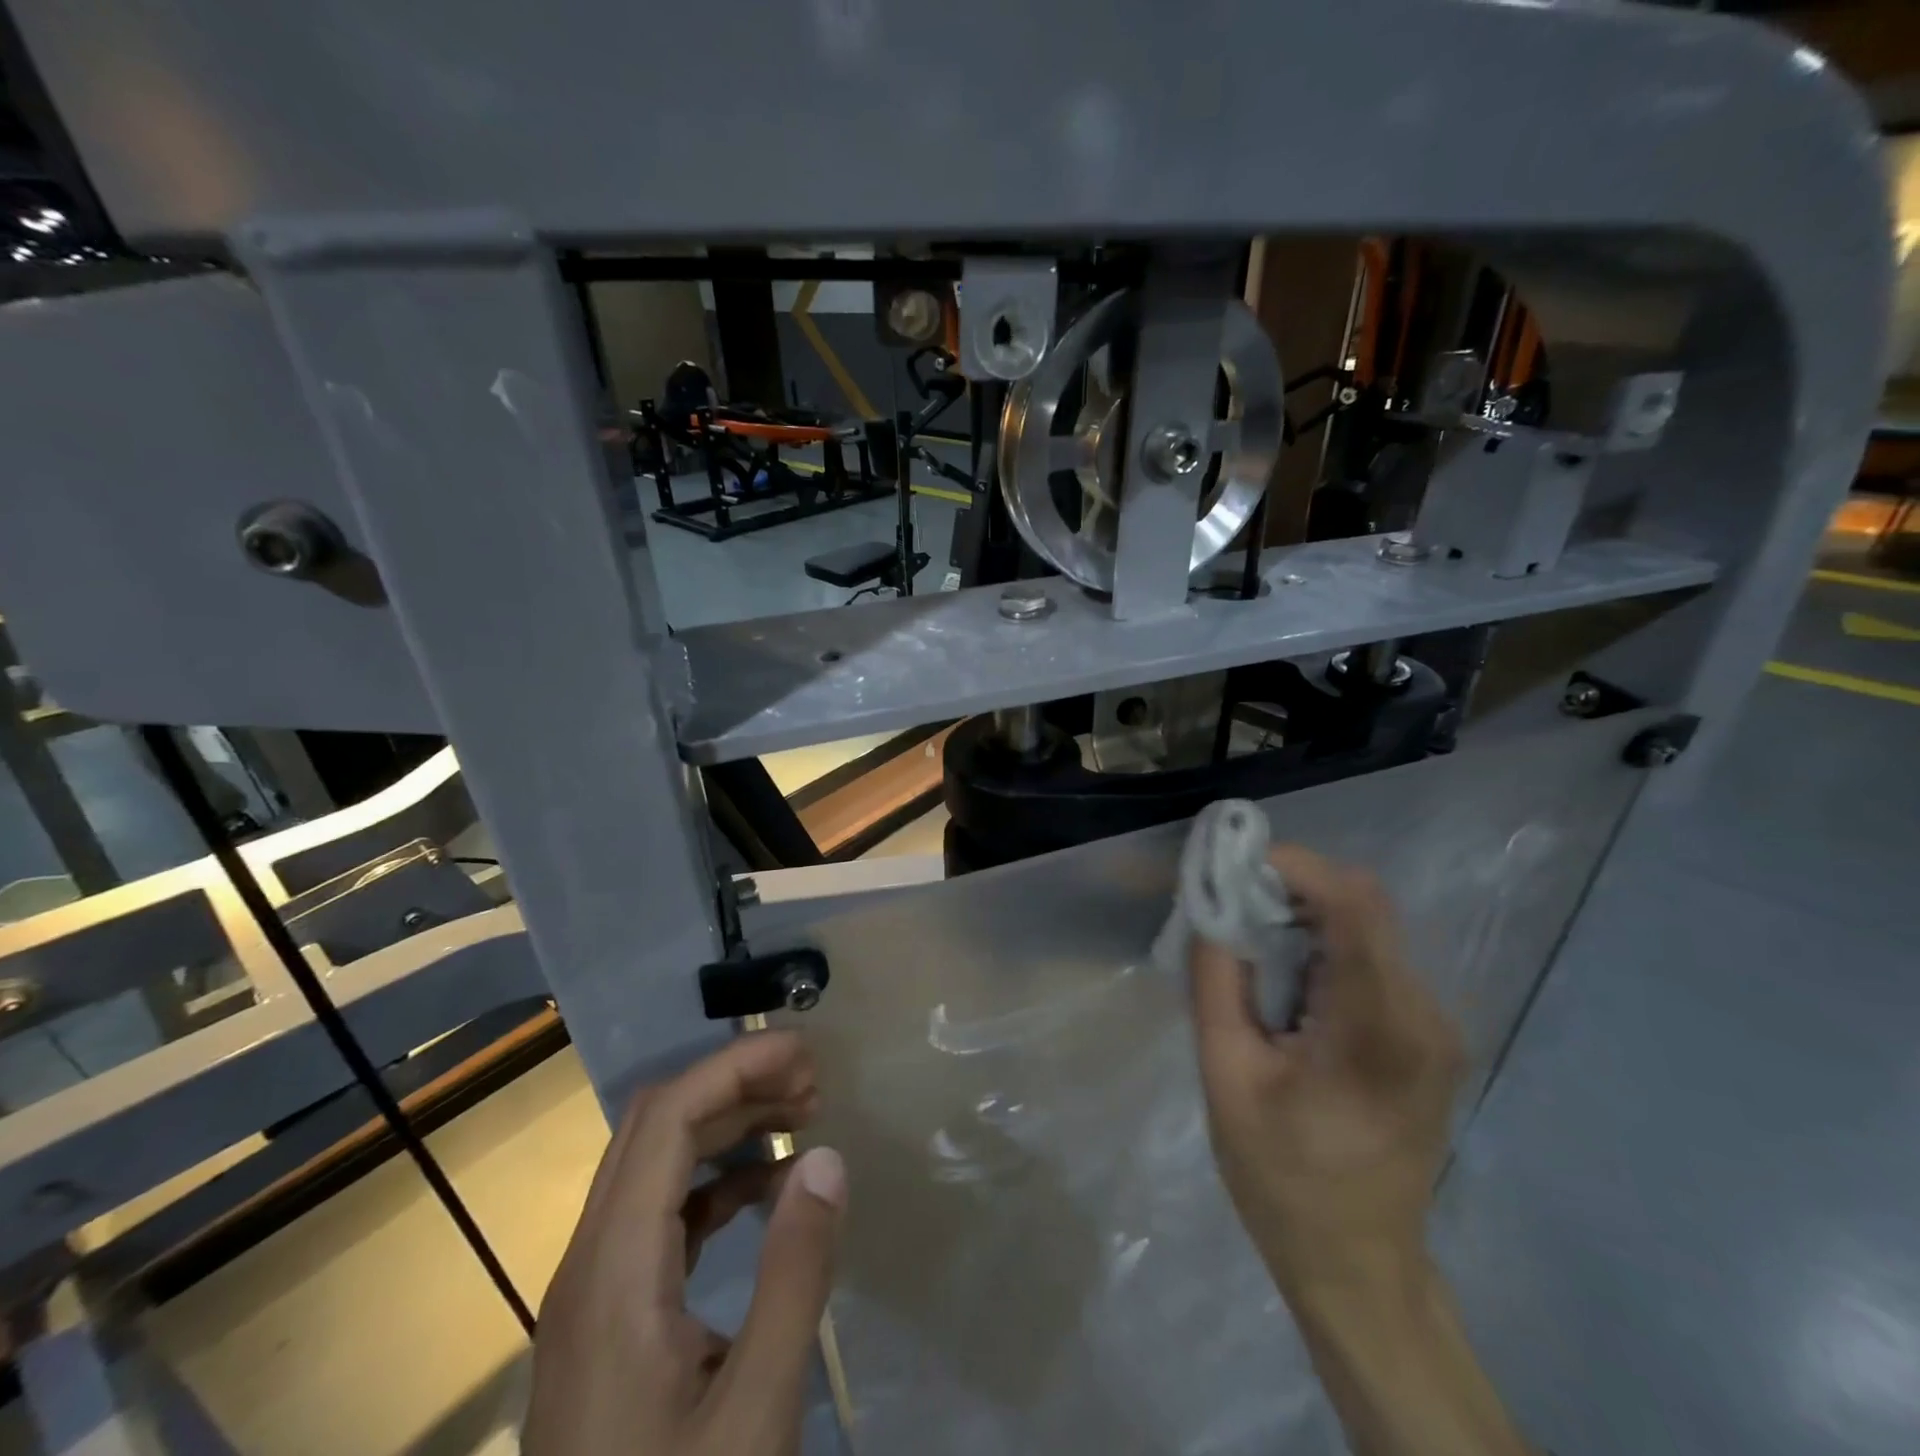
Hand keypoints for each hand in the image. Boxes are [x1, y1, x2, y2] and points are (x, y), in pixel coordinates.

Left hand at [524, 1032, 846, 1455]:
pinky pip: (658, 1214)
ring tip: (799, 1118)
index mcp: (611, 1276)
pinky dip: (714, 1181)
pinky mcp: (607, 1319)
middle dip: (734, 1085)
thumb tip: (826, 1157)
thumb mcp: (755, 1415)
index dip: (734, 1067)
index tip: (803, 1051)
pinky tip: (765, 1188)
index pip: (666, 1120)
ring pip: (653, 1164)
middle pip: (654, 1128)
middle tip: (811, 1083)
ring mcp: (590, 1293)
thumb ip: (794, 1277)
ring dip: (724, 1126)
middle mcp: (587, 1265)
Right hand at [1189, 845, 1463, 1297]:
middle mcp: (1424, 1014)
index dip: (1295, 866)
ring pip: (1369, 925)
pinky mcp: (1427, 1034)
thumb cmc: (1283, 1178)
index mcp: (1379, 1029)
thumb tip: (1211, 906)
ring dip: (1304, 913)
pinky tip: (1284, 974)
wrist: (1358, 1264)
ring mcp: (1435, 1025)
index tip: (1233, 861)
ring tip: (1247, 938)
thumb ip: (1217, 980)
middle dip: (1291, 886)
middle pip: (1364, 906)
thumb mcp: (1227, 1077)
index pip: (1354, 905)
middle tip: (1228, 902)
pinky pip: (1374, 957)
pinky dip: (1323, 942)